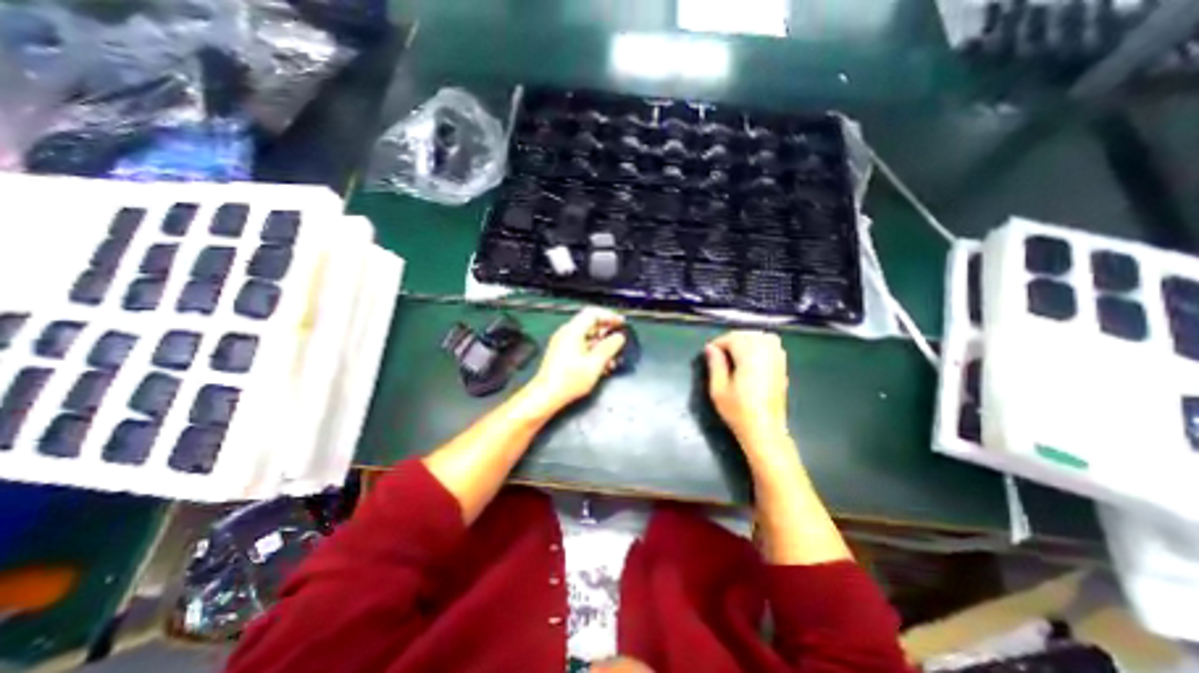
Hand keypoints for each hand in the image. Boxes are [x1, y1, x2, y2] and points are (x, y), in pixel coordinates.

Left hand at [523, 304, 626, 411]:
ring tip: (612, 358)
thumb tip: (619, 337)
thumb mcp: (595, 364)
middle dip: (606, 332)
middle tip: (619, 341)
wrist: (546, 395)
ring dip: (601, 345)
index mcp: (572, 331)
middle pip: (590, 324)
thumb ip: (609, 347)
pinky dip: (593, 352)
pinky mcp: (562, 354)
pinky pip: (581, 346)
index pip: (592, 313)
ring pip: (587, 337)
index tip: (621, 323)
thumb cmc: (569, 380)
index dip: (609, 315)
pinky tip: (601, 365)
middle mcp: (566, 334)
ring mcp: (563, 343)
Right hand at [704, 331, 792, 452]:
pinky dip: (761, 344)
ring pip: (763, 337)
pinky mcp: (782, 368)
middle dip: (732, 339)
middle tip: (719, 353)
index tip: (709, 353)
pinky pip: (773, 345)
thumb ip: (715, 365)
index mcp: (749, 358)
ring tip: (735, 352)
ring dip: (747, 340)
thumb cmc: (738, 412)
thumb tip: (711, 348)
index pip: (733, 338)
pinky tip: (752, 356)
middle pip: (748, 334)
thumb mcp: (718, 389)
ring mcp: (777, 360)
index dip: (719, 343)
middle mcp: (766, 354)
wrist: (765, 431)